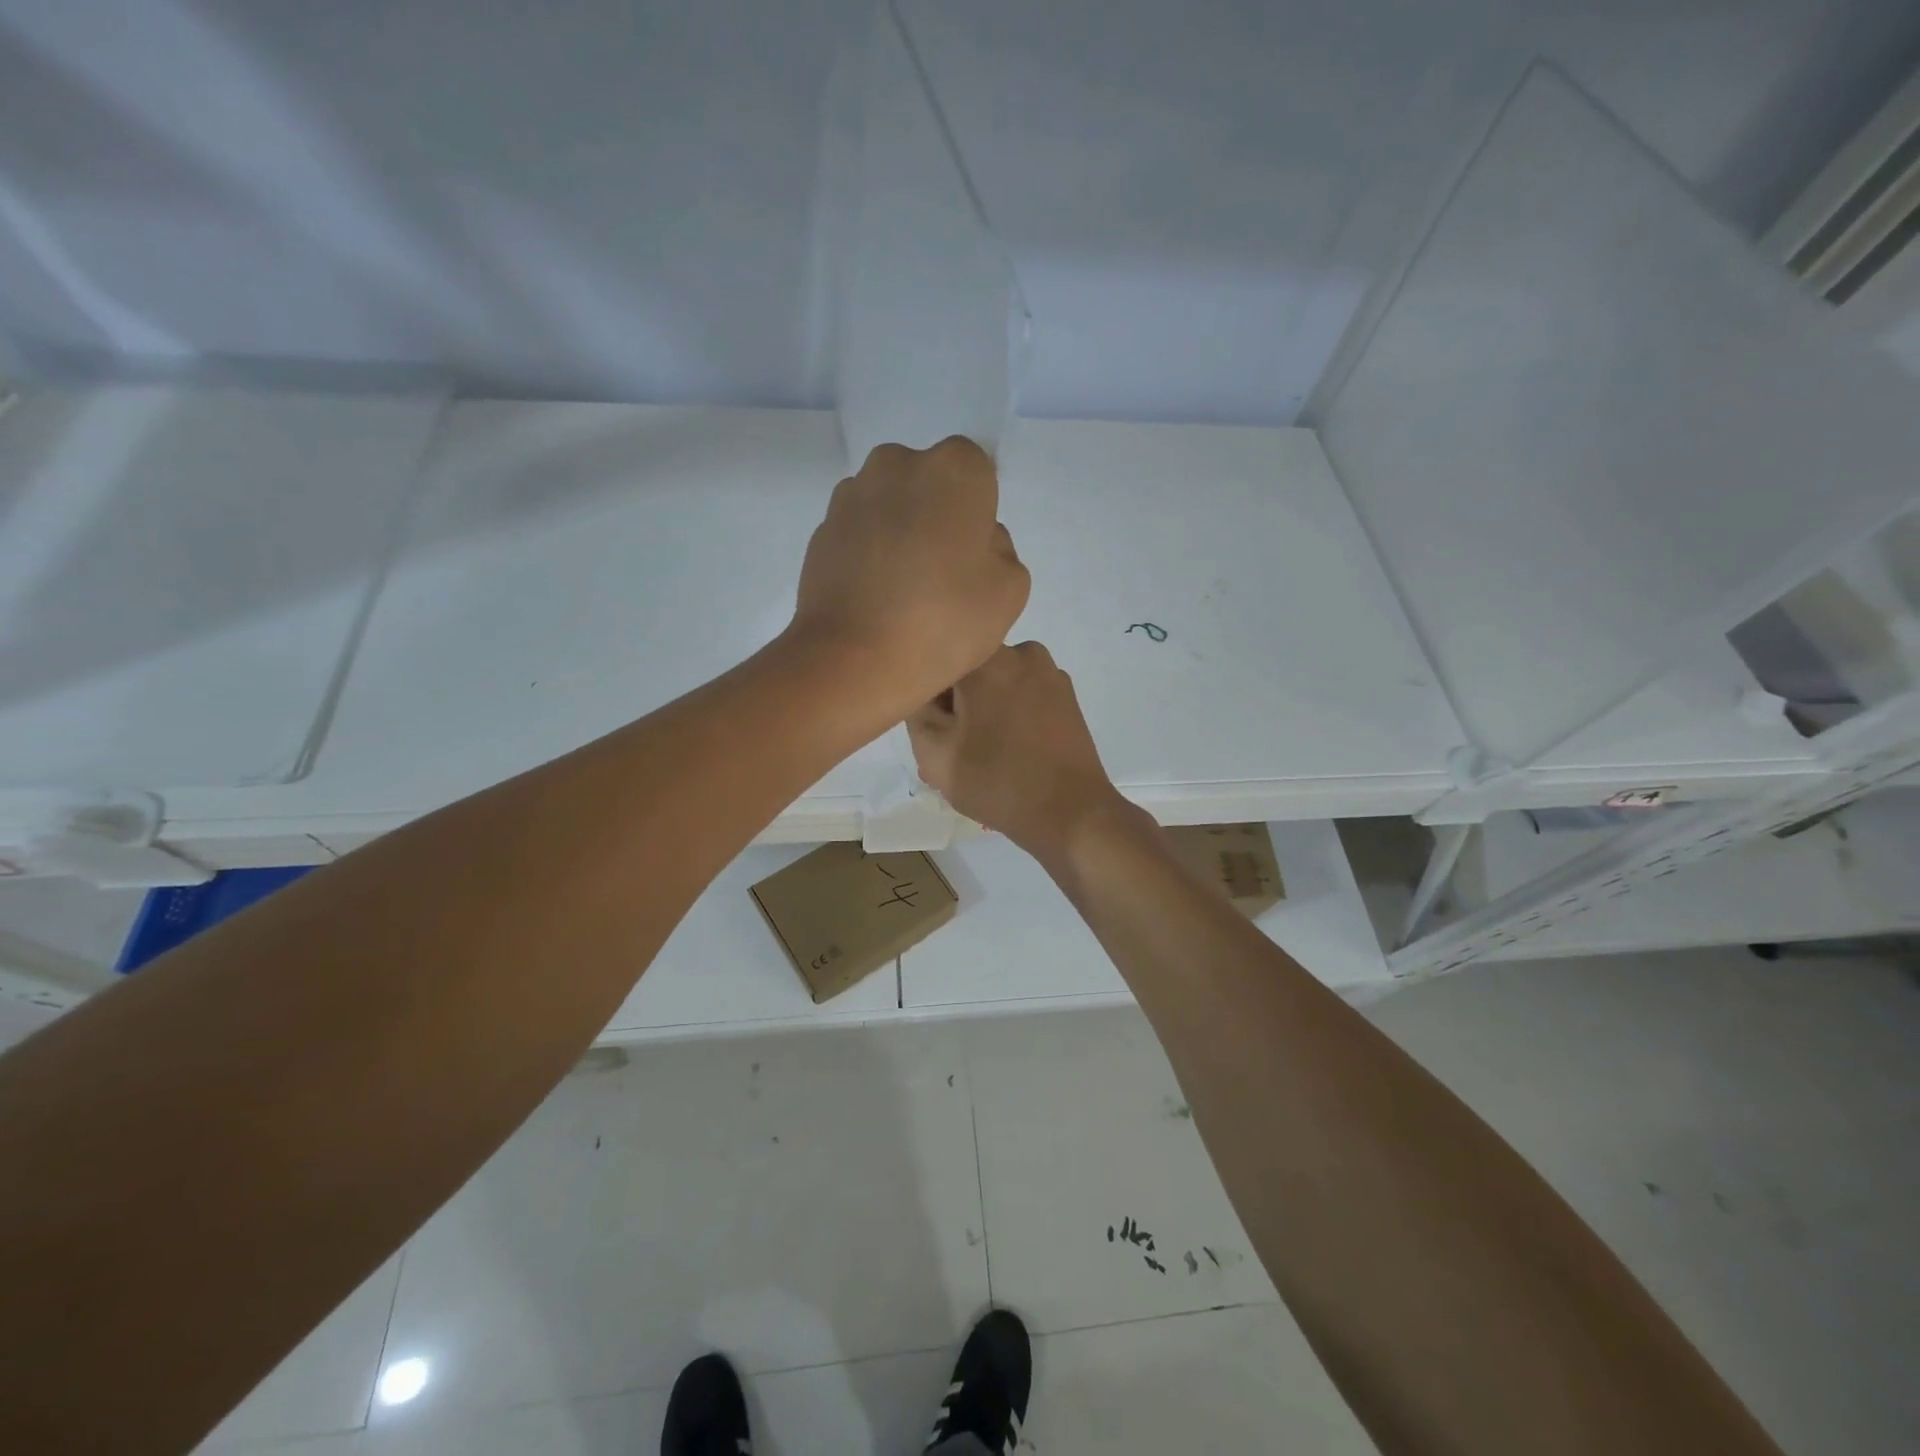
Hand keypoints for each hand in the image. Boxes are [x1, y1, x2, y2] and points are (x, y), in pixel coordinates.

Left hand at [790, 438, 1028, 720]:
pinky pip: (861, 532)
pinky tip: (875, 597)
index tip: (972, 557)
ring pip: (892, 505)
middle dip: (937, 516)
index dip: (978, 515)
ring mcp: (852, 494)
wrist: (853, 660)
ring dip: (901, 532)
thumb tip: (976, 540)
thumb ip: (1001, 549)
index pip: (977, 473)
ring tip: (903, 590)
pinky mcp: (822, 528)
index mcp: (953, 468)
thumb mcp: (1010, 590)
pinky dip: (870, 552)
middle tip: (941, 574)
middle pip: (930, 483)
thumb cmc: (944, 620)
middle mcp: (898, 463)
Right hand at [908, 641, 1134, 861]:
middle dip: (957, 704)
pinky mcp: (1067, 697)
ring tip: (982, 753)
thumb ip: (916, 711)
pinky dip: (1010, 715)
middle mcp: (1021, 653)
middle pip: (969, 670)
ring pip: (997, 683)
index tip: (933, 731)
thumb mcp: (933, 752)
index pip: (937, 663)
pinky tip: (1010, 751)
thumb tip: (924, 693)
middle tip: (953, 749)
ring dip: (984, 710)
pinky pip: (1023, 695)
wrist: (1069, 813)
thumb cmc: (995, 781)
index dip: (928, 698)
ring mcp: (1050, 673)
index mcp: (986, 659)